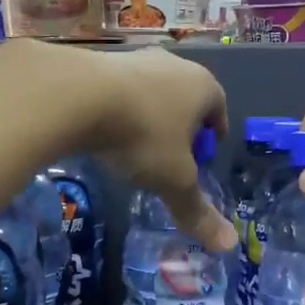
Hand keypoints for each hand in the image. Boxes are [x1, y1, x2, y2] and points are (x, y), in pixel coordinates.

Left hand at [4, 42, 234, 250]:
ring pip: (152, 94)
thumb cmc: (142, 134)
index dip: (212, 138)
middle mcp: (175, 65)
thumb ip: (197, 210)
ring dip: (148, 118)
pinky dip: (119, 110)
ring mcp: (137, 58)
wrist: (76, 95)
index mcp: (203, 86)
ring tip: (133, 150)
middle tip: (169, 160)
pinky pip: (120, 91)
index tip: (200, 162)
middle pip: (186, 101)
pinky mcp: (102, 61)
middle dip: (181, 129)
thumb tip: (228, 245)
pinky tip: (103, 133)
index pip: (220, 110)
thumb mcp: (173, 180)